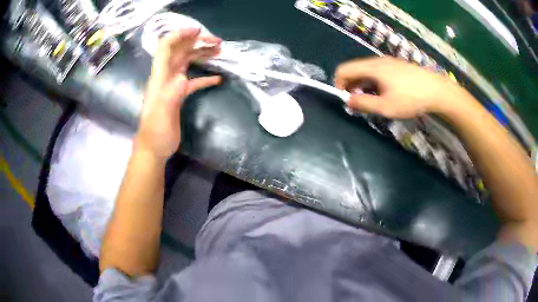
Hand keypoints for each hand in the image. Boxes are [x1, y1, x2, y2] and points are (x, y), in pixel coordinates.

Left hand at [136, 28, 222, 159]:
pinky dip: (205, 77)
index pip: (165, 47)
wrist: (154, 149)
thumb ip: (171, 94)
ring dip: (202, 54)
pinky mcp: (179, 95)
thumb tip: (183, 78)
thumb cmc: (156, 133)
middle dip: (197, 42)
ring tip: (220, 51)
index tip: (199, 31)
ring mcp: (173, 85)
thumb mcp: (162, 113)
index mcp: (160, 76)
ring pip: (188, 62)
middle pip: (180, 51)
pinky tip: (217, 78)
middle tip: (218, 42)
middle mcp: (166, 76)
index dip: (180, 35)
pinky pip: (194, 80)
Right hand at [334, 57, 468, 118]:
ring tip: (372, 101)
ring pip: (367, 71)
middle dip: (351, 86)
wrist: (437, 91)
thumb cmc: (411, 99)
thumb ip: (364, 103)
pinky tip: (385, 94)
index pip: (344, 69)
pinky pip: (378, 72)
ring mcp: (388, 62)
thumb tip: (347, 101)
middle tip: (358, 103)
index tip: (345, 99)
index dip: (338, 84)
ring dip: (362, 85)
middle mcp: (377, 61)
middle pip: (355, 69)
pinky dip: (373, 82)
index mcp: (372, 68)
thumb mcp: (386, 106)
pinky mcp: (397, 66)